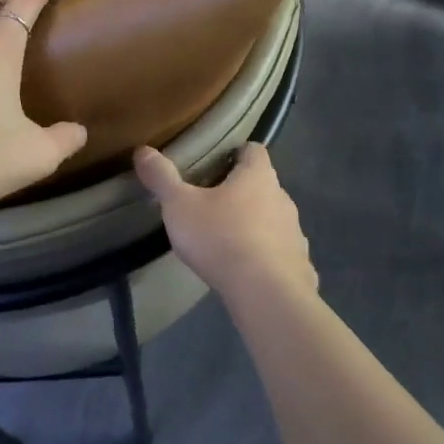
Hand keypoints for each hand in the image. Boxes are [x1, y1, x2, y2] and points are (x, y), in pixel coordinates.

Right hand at [134, 142, 315, 305]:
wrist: (266, 294)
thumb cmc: (221, 238)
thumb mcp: (180, 206)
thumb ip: (162, 178)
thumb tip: (143, 150)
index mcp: (257, 176)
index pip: (253, 150)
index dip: (235, 153)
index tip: (214, 165)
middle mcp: (282, 197)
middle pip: (263, 185)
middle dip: (241, 192)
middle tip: (212, 205)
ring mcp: (295, 231)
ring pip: (273, 219)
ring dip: (256, 225)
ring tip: (227, 240)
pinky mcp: (300, 264)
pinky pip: (283, 253)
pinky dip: (268, 256)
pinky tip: (249, 272)